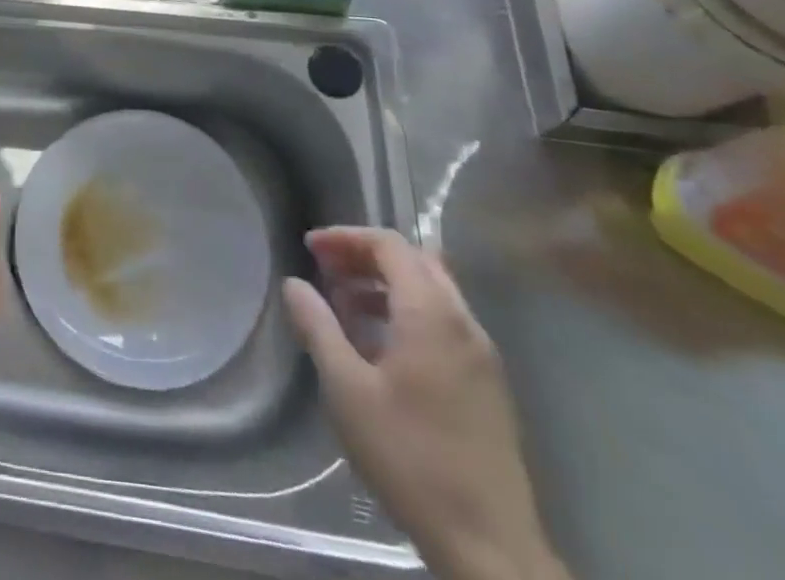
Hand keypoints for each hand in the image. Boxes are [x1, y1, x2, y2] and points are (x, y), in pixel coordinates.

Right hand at [283, 229, 565, 579]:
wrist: (490, 547)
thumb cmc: (410, 458)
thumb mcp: (347, 389)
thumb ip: (318, 327)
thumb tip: (294, 283)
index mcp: (431, 314)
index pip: (390, 245)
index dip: (347, 238)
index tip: (311, 249)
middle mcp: (463, 323)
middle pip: (415, 261)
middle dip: (367, 255)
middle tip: (328, 270)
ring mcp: (482, 356)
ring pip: (433, 291)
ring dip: (388, 284)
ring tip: (347, 305)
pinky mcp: (489, 386)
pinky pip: (445, 322)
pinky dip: (409, 312)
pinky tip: (381, 345)